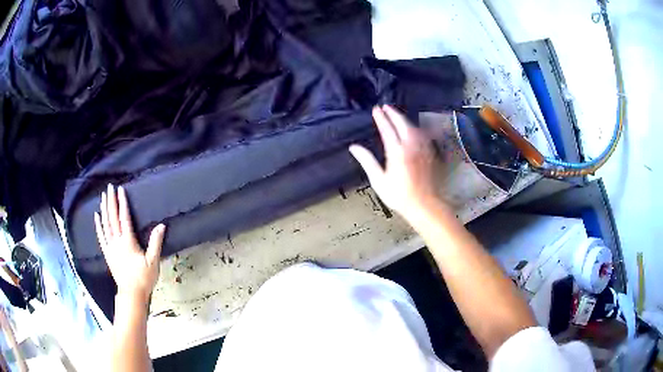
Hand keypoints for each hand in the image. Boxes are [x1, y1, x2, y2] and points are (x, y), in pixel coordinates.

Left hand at [94, 184, 165, 303]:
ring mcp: (110, 247)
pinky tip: (96, 216)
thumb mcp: (153, 262)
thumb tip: (162, 225)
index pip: (124, 218)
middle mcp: (117, 242)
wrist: (132, 294)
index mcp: (128, 242)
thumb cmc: (144, 278)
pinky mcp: (107, 253)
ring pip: (105, 225)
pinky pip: (101, 236)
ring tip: (103, 196)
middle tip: (109, 187)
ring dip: (104, 209)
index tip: (121, 190)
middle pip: (113, 218)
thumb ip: (156, 243)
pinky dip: (98, 225)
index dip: (122, 203)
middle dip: (111, 201)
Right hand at [350, 105, 440, 218]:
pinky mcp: (429, 153)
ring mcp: (422, 149)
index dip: (381, 118)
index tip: (376, 109)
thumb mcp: (379, 180)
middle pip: (402, 123)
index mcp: (396, 152)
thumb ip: (367, 161)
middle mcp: (411, 146)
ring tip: (396, 114)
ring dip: (403, 118)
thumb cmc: (399, 195)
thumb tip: (354, 147)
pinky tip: (411, 128)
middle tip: (385, 106)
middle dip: (393, 113)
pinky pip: (421, 134)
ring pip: (413, 127)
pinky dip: (413, 127)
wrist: (424, 204)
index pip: (387, 129)